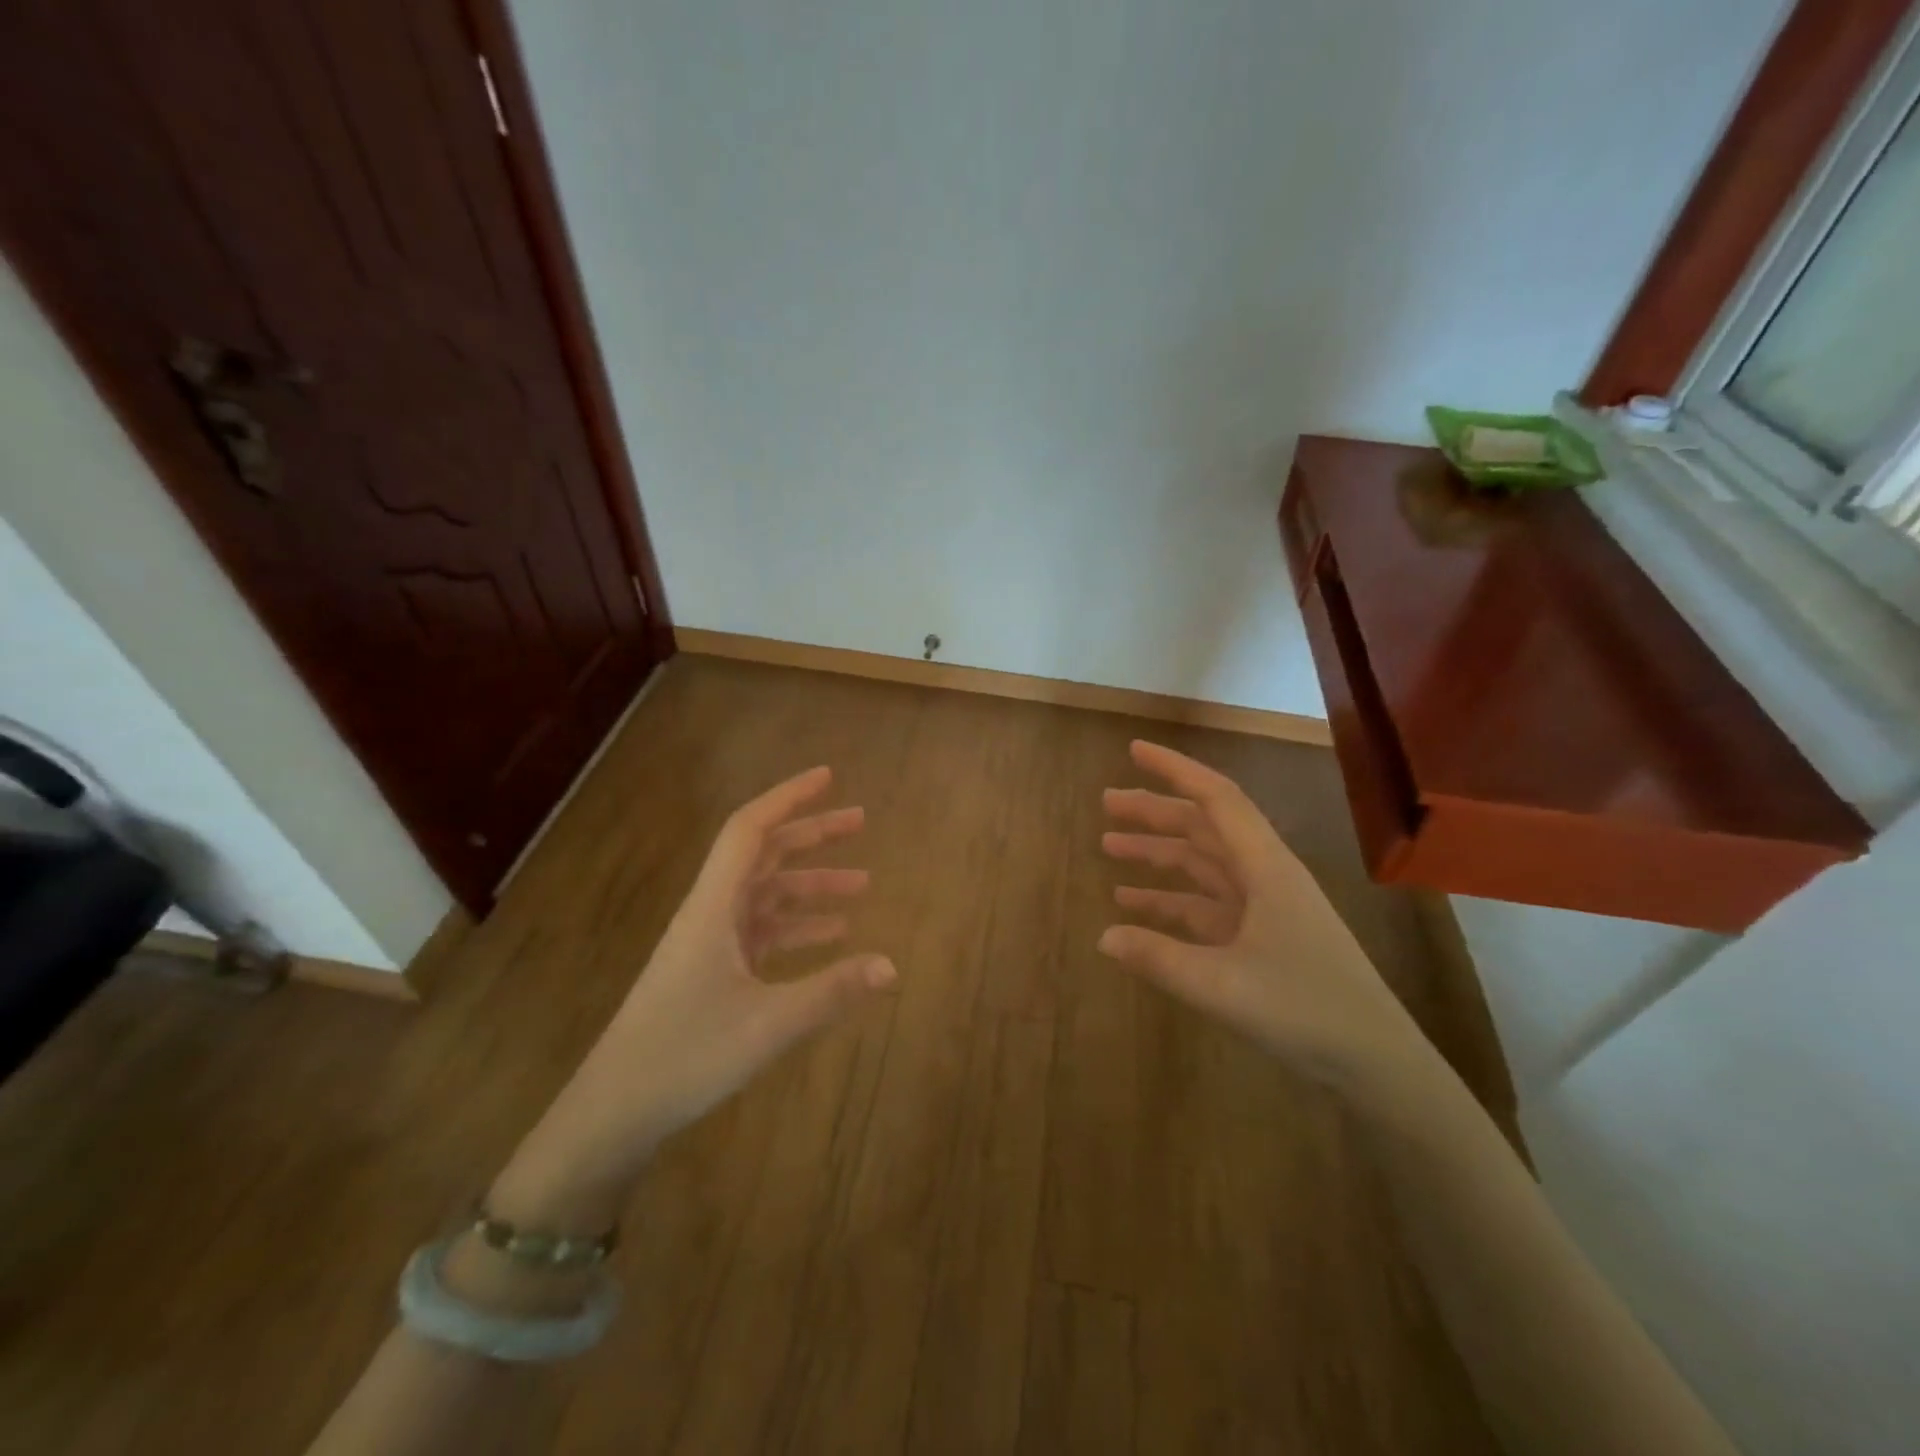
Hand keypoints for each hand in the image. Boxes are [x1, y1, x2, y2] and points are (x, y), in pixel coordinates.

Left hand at [493, 766, 895, 1226]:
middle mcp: (711, 913)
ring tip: (862, 884)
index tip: (828, 777)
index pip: (750, 830)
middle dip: (812, 834)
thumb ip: (831, 991)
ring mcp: (710, 942)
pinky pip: (763, 931)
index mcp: (713, 907)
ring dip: (811, 884)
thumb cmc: (684, 1056)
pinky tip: (833, 936)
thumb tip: (892, 966)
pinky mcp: (712, 971)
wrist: (614, 1111)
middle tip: (860, 821)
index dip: (788, 797)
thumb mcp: (767, 1025)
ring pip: (766, 894)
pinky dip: (798, 926)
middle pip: (764, 854)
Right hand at [1099, 740, 1424, 1089]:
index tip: (1133, 751)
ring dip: (1159, 853)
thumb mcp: (1222, 986)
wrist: (1377, 1063)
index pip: (1216, 799)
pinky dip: (1170, 900)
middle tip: (1106, 803)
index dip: (1174, 770)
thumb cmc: (1307, 1011)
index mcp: (1266, 868)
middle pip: (1204, 827)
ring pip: (1202, 864)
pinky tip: (1134, 906)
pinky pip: (1205, 905)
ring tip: (1109, 846)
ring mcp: (1264, 907)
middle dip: (1155, 811)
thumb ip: (1158, 958)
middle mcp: (1265, 876)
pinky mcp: (1260, 938)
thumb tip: (1102, 936)